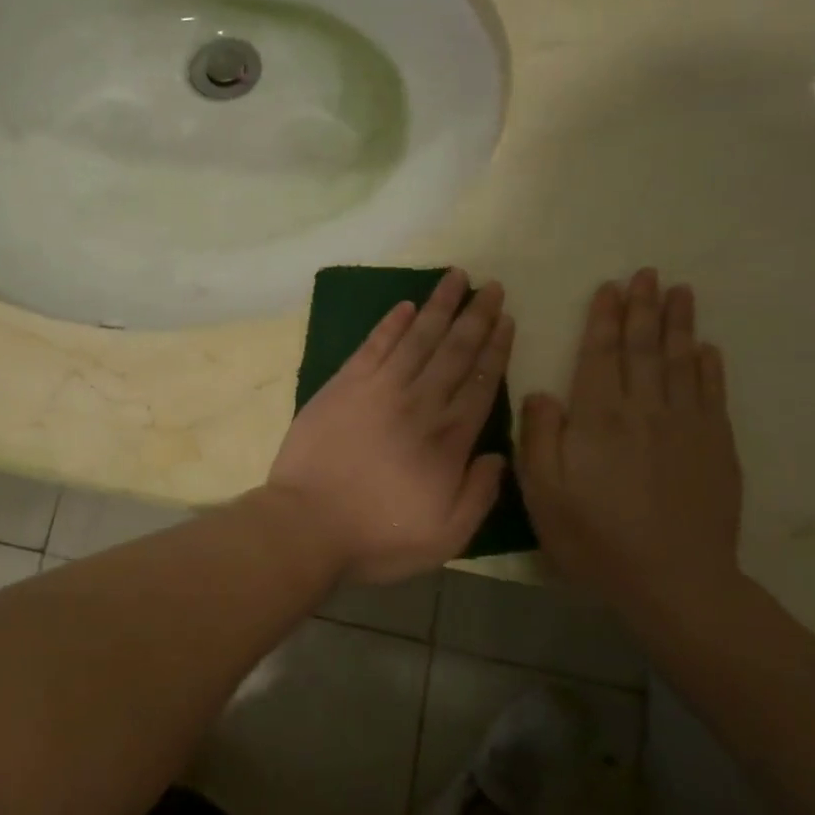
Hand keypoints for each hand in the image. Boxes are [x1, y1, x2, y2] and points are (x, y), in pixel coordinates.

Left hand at [268, 269, 513, 584]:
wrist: (306, 525)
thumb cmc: (376, 537)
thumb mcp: (445, 536)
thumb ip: (479, 494)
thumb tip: (498, 454)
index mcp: (448, 439)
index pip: (480, 383)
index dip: (496, 349)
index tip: (508, 320)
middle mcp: (418, 404)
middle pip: (454, 351)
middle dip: (476, 316)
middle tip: (492, 286)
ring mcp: (378, 389)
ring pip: (417, 338)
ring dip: (438, 306)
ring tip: (456, 277)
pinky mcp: (343, 385)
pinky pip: (373, 345)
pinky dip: (390, 323)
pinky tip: (405, 305)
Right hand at [519, 269, 742, 604]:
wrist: (674, 581)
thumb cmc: (595, 538)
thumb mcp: (543, 492)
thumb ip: (539, 437)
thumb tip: (540, 392)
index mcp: (599, 418)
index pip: (600, 355)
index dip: (605, 319)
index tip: (610, 288)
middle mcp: (645, 410)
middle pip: (644, 348)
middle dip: (643, 308)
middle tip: (647, 274)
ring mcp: (687, 426)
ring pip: (681, 362)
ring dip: (679, 324)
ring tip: (680, 292)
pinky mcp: (716, 447)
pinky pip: (713, 394)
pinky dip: (708, 367)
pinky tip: (706, 349)